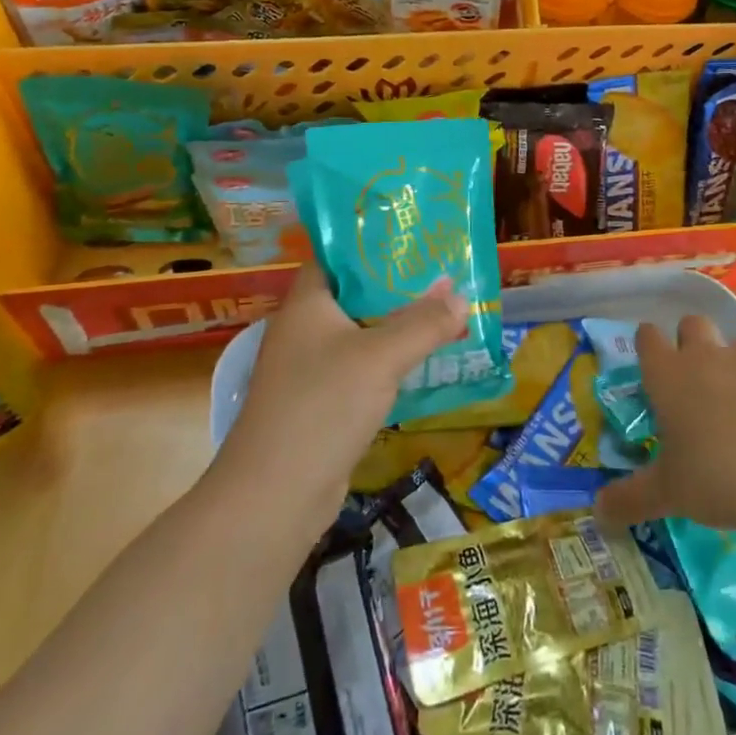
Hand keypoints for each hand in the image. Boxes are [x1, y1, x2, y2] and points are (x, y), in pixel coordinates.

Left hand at [216, 262, 469, 525]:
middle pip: (356, 294)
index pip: (339, 255)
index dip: (375, 243)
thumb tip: (461, 297)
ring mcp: (311, 368)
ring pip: (363, 333)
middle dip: (400, 286)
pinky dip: (391, 361)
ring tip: (446, 312)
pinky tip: (425, 361)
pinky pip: (363, 368)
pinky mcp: (323, 403)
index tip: (417, 238)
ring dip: (400, 326)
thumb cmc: (323, 406)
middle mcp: (305, 329)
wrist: (275, 495)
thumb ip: (423, 323)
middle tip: (445, 275)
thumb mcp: (381, 356)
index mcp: (307, 303)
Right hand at [594, 315, 735, 537]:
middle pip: (692, 323)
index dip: (647, 345)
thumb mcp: (667, 494)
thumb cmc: (717, 477)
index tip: (650, 365)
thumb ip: (629, 499)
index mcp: (669, 376)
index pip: (647, 337)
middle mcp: (706, 357)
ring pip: (734, 346)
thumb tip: (597, 513)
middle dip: (689, 341)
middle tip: (692, 381)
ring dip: (730, 366)